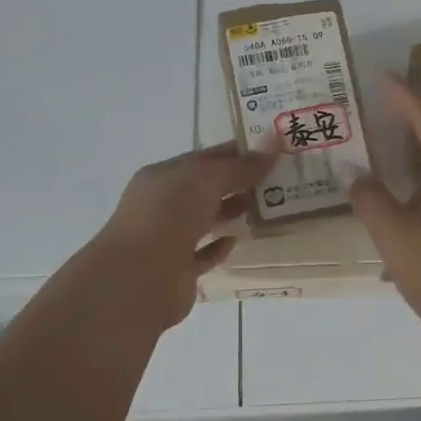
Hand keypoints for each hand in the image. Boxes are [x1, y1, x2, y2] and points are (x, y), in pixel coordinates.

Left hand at [89, 141, 278, 328]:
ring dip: (232, 211)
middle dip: (239, 182)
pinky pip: (203, 253)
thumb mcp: (207, 179)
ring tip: (268, 207)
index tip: (272, 151)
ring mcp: (169, 238)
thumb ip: (241, 166)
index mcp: (164, 175)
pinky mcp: (179, 270)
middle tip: (279, 179)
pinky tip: (239, 240)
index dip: (237, 153)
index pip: (205, 158)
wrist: (140, 277)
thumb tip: (274, 143)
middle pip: (206, 188)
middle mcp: (164, 204)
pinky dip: (220, 247)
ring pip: (206, 219)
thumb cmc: (169, 215)